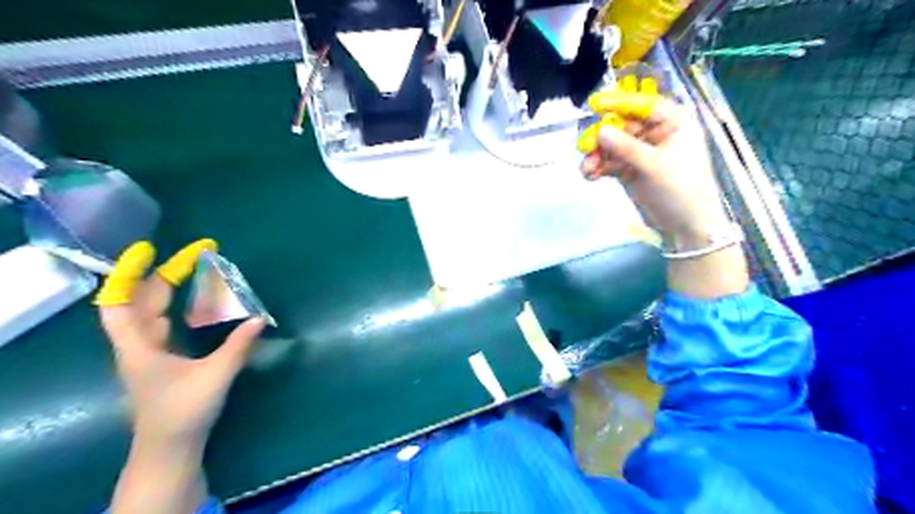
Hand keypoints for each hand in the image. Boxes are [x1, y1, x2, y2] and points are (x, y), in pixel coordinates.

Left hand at [96, 239, 264, 445]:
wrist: (170, 446)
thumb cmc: (185, 411)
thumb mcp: (216, 376)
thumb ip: (239, 345)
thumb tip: (260, 318)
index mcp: (139, 347)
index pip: (119, 303)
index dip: (130, 274)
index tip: (150, 249)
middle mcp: (138, 344)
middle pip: (142, 300)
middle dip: (166, 274)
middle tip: (198, 256)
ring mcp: (148, 352)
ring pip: (152, 311)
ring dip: (170, 289)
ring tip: (196, 271)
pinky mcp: (160, 359)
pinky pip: (163, 323)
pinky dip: (177, 306)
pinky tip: (196, 302)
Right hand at [578, 86, 750, 298]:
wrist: (686, 226)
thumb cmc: (681, 189)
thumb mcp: (654, 166)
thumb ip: (626, 147)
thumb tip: (600, 131)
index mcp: (672, 122)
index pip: (642, 104)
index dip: (617, 103)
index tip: (593, 105)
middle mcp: (655, 132)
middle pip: (621, 125)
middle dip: (602, 138)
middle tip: (584, 148)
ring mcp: (640, 152)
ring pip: (611, 145)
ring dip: (596, 155)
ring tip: (587, 169)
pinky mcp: (629, 169)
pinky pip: (609, 162)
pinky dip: (598, 167)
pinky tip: (590, 176)